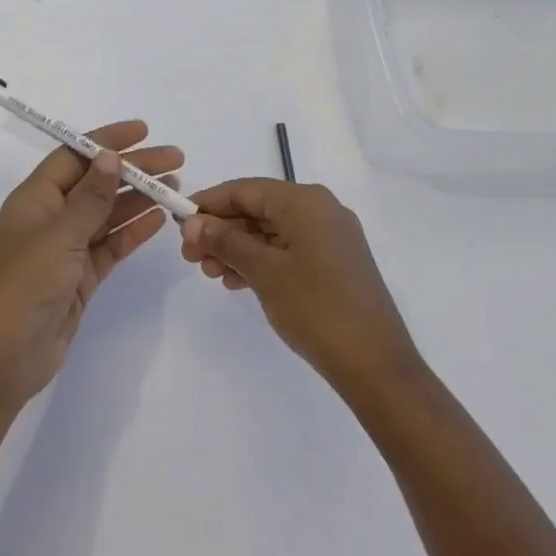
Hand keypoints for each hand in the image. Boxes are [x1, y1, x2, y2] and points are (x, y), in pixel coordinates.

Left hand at [0, 121, 181, 416]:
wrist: (7, 357)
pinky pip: (111, 244)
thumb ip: (90, 197)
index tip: (143, 131)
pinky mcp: (81, 275)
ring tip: (176, 188)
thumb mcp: (60, 235)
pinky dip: (134, 231)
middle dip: (134, 169)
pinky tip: (159, 219)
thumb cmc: (26, 284)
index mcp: (36, 198)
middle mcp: (51, 216)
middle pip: (97, 182)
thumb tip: (110, 156)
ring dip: (139, 199)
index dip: (107, 140)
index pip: (75, 156)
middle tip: (175, 160)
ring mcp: (67, 247)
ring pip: (108, 213)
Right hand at [180, 178, 419, 395]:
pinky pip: (288, 249)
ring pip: (271, 231)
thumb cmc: (316, 308)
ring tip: (211, 274)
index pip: (245, 189)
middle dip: (221, 230)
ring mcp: (331, 236)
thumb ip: (225, 241)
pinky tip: (238, 282)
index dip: (209, 203)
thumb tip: (191, 221)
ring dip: (237, 248)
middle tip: (190, 257)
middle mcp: (320, 209)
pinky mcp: (335, 262)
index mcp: (304, 201)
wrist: (377, 366)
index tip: (178, 222)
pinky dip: (261, 260)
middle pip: (258, 209)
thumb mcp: (263, 272)